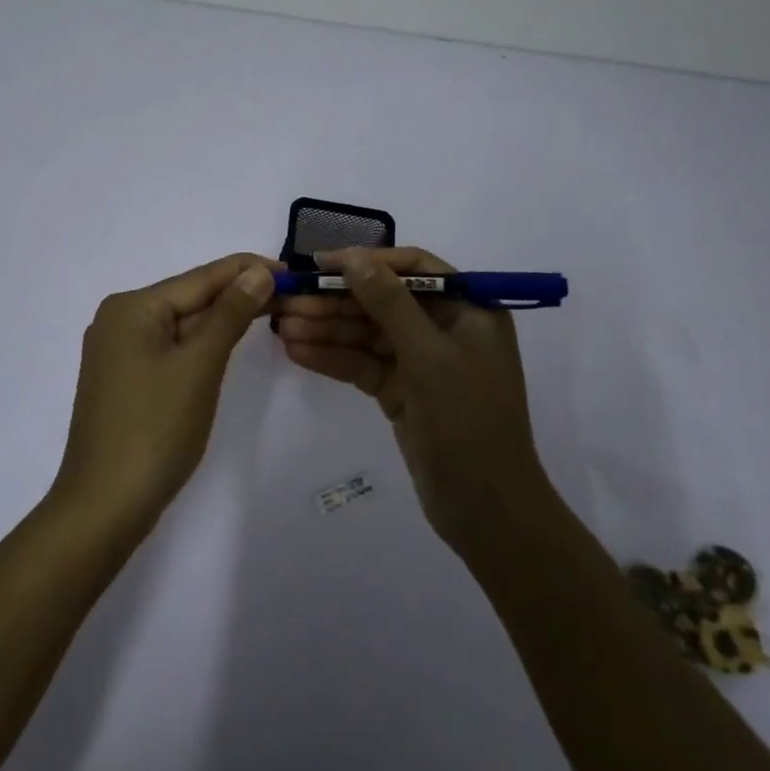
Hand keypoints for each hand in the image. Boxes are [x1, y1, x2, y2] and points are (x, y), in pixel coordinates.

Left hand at [51, 253, 279, 535]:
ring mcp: (120, 352)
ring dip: (223, 319)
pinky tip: (229, 340)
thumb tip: (258, 272)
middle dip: (238, 294)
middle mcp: (120, 320)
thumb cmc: (154, 429)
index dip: (247, 270)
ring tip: (270, 309)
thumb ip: (229, 314)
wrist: (104, 507)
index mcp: (131, 307)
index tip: (291, 269)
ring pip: (182, 324)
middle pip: (190, 298)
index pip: (200, 277)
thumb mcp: (199, 365)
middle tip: (289, 292)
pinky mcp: (127, 379)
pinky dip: (202, 343)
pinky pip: (172, 348)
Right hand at [274, 247, 556, 554]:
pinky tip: (297, 352)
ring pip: (367, 333)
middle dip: (336, 300)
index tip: (322, 263)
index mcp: (468, 310)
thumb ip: (390, 303)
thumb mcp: (429, 356)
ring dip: (327, 329)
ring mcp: (422, 361)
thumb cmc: (468, 422)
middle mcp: (445, 328)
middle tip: (288, 299)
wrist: (487, 512)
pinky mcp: (402, 391)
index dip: (367, 261)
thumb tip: (354, 258)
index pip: (413, 268)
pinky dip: (333, 358)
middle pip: (382, 301)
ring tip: (282, 326)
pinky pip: (363, 364)